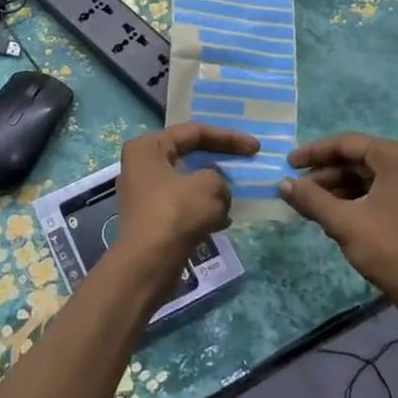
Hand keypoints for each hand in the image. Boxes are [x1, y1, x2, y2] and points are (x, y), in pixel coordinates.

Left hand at [114, 123, 259, 268]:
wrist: (148, 265)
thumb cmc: (175, 214)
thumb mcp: (209, 186)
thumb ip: (219, 178)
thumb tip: (217, 191)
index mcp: (148, 147)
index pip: (194, 132)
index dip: (228, 137)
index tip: (255, 148)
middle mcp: (142, 165)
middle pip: (190, 154)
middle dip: (221, 160)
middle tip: (248, 162)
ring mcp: (146, 193)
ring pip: (189, 182)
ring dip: (214, 188)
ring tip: (237, 195)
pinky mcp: (153, 218)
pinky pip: (185, 205)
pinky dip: (205, 209)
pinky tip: (223, 221)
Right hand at [280, 135, 397, 308]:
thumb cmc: (389, 249)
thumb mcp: (344, 222)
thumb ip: (311, 199)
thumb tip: (282, 184)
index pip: (347, 144)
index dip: (314, 153)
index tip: (288, 163)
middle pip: (360, 159)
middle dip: (326, 173)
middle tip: (298, 187)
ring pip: (370, 176)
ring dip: (340, 187)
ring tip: (312, 203)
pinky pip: (383, 190)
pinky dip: (358, 198)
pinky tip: (337, 213)